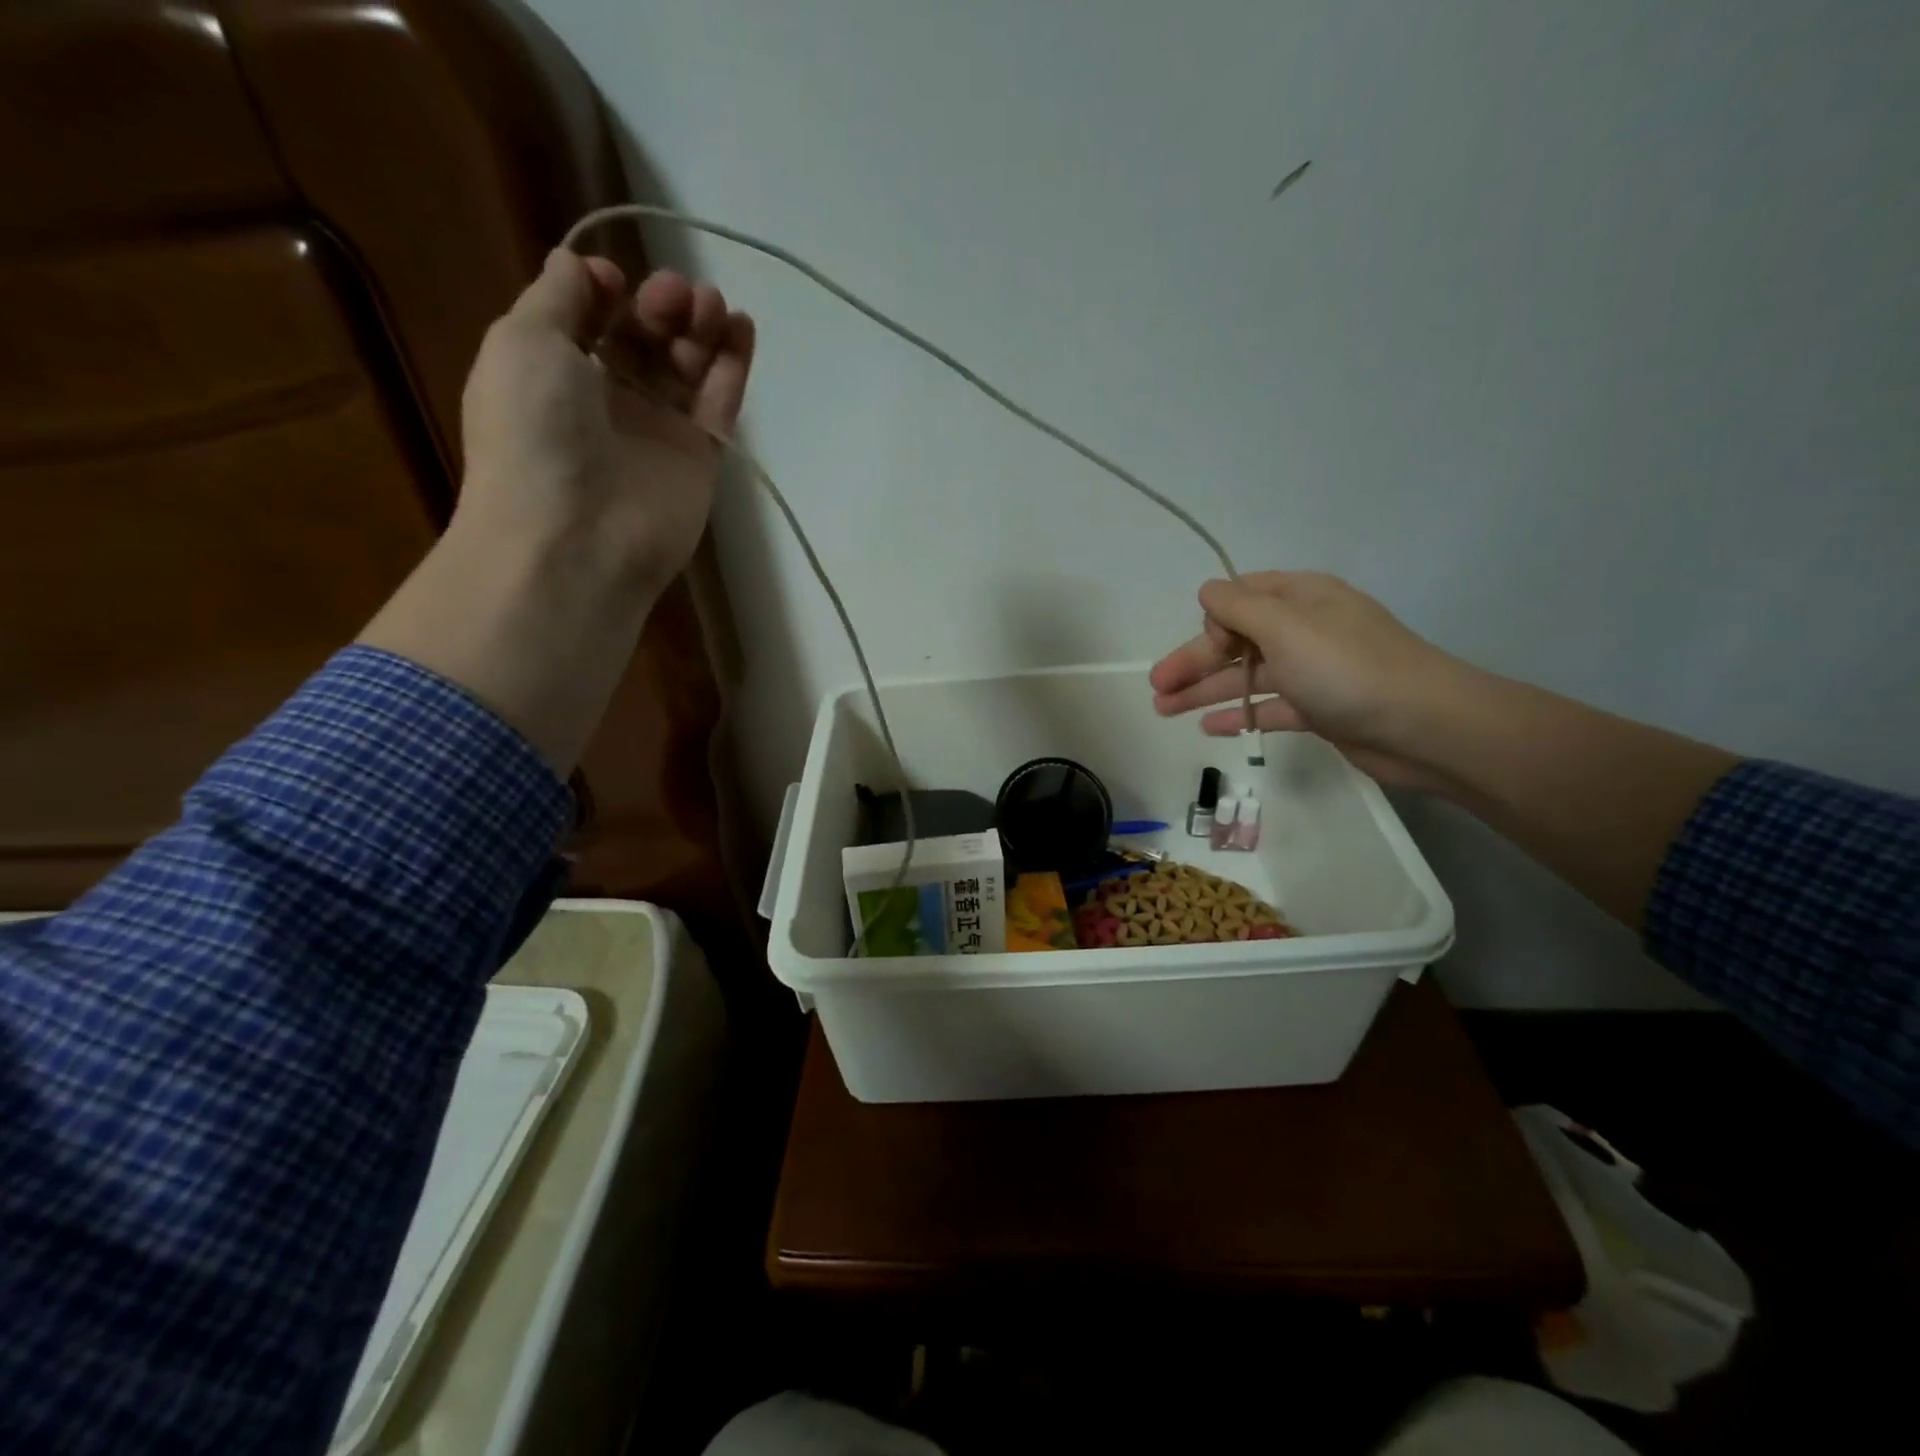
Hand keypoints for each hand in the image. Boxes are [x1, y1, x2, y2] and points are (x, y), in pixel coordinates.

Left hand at [457, 248, 755, 596]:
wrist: (579, 536)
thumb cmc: (535, 431)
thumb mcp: (522, 342)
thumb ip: (557, 296)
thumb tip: (586, 267)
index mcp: (555, 371)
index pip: (591, 318)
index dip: (608, 290)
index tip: (617, 283)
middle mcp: (607, 398)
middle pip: (644, 336)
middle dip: (661, 304)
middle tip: (675, 298)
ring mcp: (658, 429)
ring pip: (686, 365)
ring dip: (699, 325)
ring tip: (710, 306)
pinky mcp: (701, 456)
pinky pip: (720, 402)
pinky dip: (733, 364)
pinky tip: (742, 327)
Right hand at [1149, 572, 1468, 788]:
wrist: (1424, 726)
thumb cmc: (1347, 668)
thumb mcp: (1285, 626)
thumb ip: (1239, 607)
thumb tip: (1207, 591)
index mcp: (1300, 598)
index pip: (1239, 598)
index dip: (1212, 621)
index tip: (1206, 646)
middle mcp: (1304, 629)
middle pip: (1236, 641)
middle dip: (1193, 661)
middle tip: (1155, 686)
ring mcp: (1312, 670)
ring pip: (1246, 676)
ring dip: (1204, 691)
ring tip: (1162, 709)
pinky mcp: (1319, 708)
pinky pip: (1268, 707)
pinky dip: (1239, 714)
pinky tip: (1207, 728)